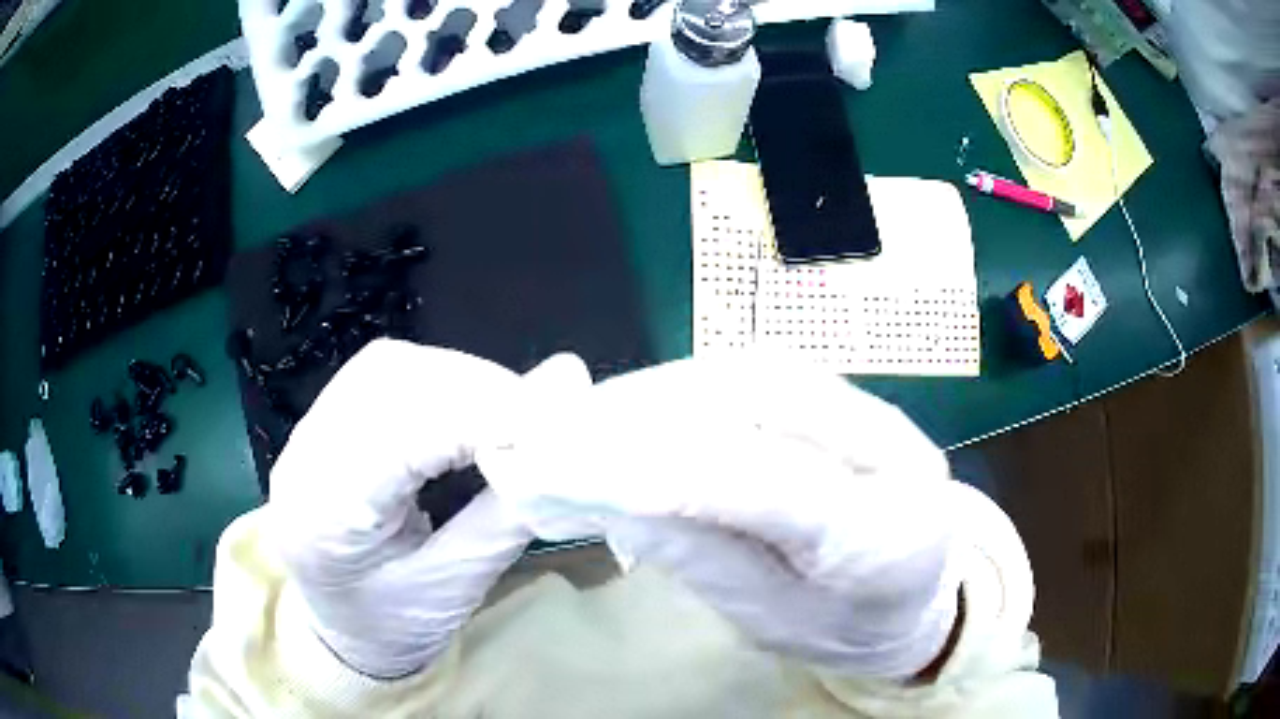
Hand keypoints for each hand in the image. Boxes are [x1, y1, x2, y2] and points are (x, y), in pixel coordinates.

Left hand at [269, 339, 588, 678]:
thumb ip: (507, 512)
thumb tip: (561, 435)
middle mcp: (304, 459)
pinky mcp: (322, 419)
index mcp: (326, 521)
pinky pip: (382, 372)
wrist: (340, 628)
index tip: (551, 424)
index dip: (480, 418)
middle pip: (389, 383)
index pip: (401, 437)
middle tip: (541, 414)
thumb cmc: (395, 625)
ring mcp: (306, 432)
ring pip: (387, 365)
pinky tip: (469, 403)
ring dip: (459, 378)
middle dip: (476, 390)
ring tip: (511, 409)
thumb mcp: (456, 586)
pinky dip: (438, 380)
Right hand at [481, 355, 967, 678]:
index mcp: (888, 536)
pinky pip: (755, 376)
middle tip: (555, 435)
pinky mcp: (846, 397)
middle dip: (645, 413)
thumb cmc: (843, 627)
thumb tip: (610, 492)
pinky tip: (636, 409)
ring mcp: (875, 413)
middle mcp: (893, 452)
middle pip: (762, 401)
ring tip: (583, 422)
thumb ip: (701, 556)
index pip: (770, 486)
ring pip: (751, 373)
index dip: (659, 468)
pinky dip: (684, 387)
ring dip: (657, 391)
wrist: (914, 593)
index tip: (561, 467)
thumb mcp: (771, 621)